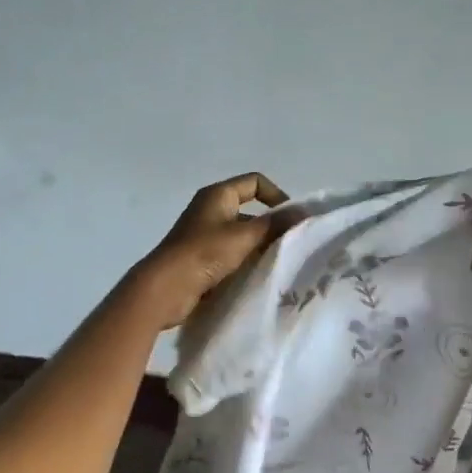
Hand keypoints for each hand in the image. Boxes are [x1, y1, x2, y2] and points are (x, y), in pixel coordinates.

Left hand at [130, 172, 294, 328]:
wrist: (166, 289)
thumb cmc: (204, 253)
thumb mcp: (245, 236)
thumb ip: (276, 224)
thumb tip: (305, 212)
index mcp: (218, 195)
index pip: (255, 182)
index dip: (277, 195)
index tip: (292, 218)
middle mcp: (211, 210)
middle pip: (251, 211)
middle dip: (272, 226)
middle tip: (292, 245)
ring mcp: (206, 236)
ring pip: (243, 235)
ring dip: (261, 246)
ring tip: (280, 262)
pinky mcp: (203, 260)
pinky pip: (233, 255)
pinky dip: (247, 262)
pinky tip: (261, 276)